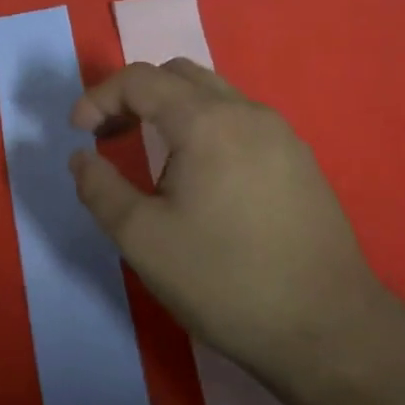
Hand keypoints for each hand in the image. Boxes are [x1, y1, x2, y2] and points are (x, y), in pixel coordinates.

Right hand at [68, 60, 392, 376]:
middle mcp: (248, 113)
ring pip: (214, 96)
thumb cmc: (224, 280)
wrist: (326, 329)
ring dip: (171, 110)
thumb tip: (81, 158)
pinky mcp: (301, 162)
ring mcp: (282, 135)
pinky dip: (205, 128)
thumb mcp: (142, 239)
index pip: (141, 79)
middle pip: (179, 75)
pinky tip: (201, 177)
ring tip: (152, 156)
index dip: (99, 98)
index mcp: (207, 122)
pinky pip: (241, 122)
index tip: (77, 133)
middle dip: (134, 96)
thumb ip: (99, 189)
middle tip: (109, 136)